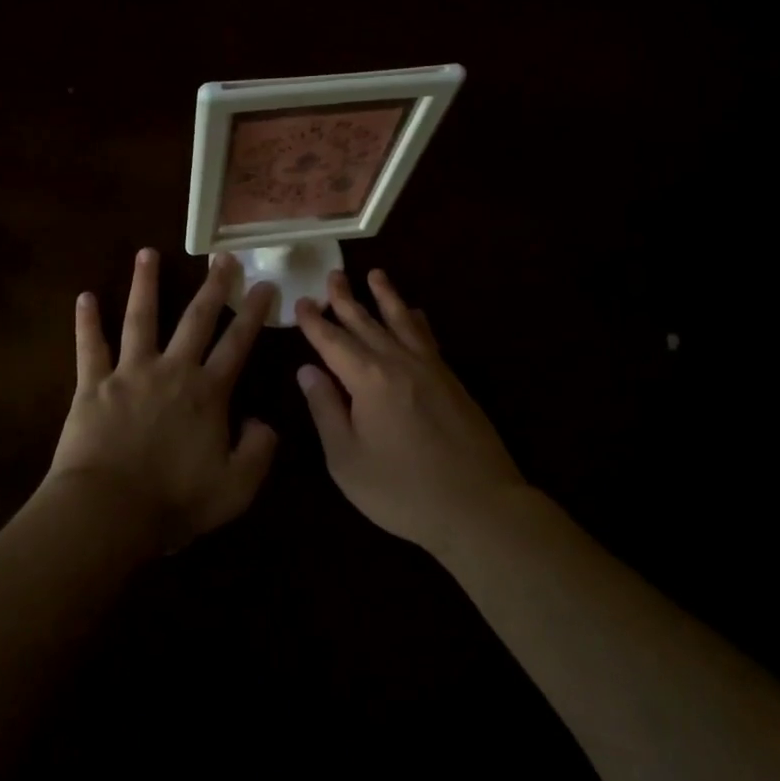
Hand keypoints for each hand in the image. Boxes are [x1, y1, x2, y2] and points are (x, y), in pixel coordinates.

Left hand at [47, 248, 278, 553]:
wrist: (107, 512)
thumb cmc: (173, 501)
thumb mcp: (236, 488)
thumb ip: (259, 451)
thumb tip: (263, 421)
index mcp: (207, 392)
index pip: (238, 343)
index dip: (254, 313)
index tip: (266, 285)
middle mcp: (172, 370)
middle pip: (196, 318)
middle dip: (212, 286)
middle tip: (222, 257)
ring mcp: (130, 372)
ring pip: (141, 317)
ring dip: (145, 283)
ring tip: (147, 252)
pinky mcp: (92, 384)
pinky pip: (90, 346)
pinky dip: (87, 322)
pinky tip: (85, 296)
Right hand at [295, 269, 526, 554]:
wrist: (478, 506)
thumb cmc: (402, 490)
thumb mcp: (347, 460)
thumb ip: (326, 410)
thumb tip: (307, 370)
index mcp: (367, 379)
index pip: (332, 341)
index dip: (314, 322)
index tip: (301, 302)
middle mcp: (397, 361)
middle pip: (366, 322)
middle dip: (345, 298)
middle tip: (333, 274)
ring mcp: (429, 367)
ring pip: (401, 320)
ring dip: (386, 296)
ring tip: (375, 274)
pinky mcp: (451, 380)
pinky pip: (428, 337)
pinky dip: (417, 320)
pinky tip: (415, 313)